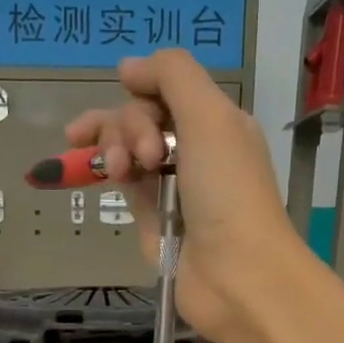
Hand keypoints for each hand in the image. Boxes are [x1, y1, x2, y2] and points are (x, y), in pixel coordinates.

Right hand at [64, 49, 313, 342]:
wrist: (236, 275)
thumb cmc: (228, 192)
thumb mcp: (209, 117)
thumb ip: (172, 76)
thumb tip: (127, 67)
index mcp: (216, 122)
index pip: (166, 88)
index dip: (142, 86)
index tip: (124, 87)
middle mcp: (194, 150)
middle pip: (141, 117)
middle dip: (129, 124)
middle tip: (145, 156)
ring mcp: (171, 186)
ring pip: (127, 148)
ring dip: (115, 147)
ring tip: (120, 170)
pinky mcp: (153, 220)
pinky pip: (125, 184)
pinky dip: (113, 173)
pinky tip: (107, 175)